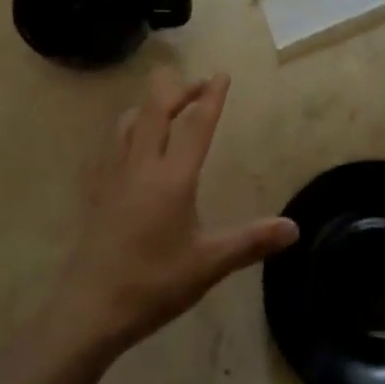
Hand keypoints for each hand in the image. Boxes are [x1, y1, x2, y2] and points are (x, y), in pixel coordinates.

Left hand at [49, 69, 297, 355]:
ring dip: (150, 105)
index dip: (211, 97)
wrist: (89, 309)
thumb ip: (251, 241)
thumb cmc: (154, 284)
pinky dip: (125, 130)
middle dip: (178, 89)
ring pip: (129, 122)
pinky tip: (127, 144)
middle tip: (197, 82)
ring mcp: (113, 175)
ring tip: (165, 105)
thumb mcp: (209, 264)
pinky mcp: (94, 190)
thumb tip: (294, 228)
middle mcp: (141, 165)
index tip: (221, 74)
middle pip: (157, 110)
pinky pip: (109, 145)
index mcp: (172, 177)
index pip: (196, 125)